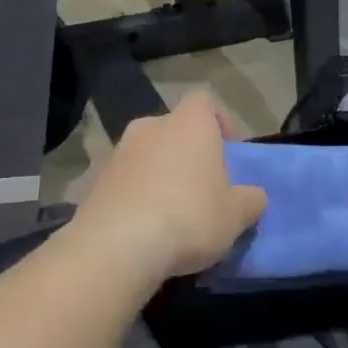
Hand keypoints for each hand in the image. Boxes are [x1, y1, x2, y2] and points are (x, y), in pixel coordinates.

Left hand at [68, 91, 267, 286]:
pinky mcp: (94, 183)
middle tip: (201, 188)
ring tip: (172, 214)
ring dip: (159, 176)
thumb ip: (250, 200)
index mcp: (188, 124)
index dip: (219, 121)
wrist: (118, 246)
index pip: (204, 101)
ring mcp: (117, 154)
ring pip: (146, 157)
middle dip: (187, 153)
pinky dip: (135, 197)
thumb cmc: (189, 218)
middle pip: (173, 130)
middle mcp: (149, 128)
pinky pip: (124, 183)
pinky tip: (144, 229)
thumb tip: (253, 196)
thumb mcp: (236, 215)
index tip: (228, 152)